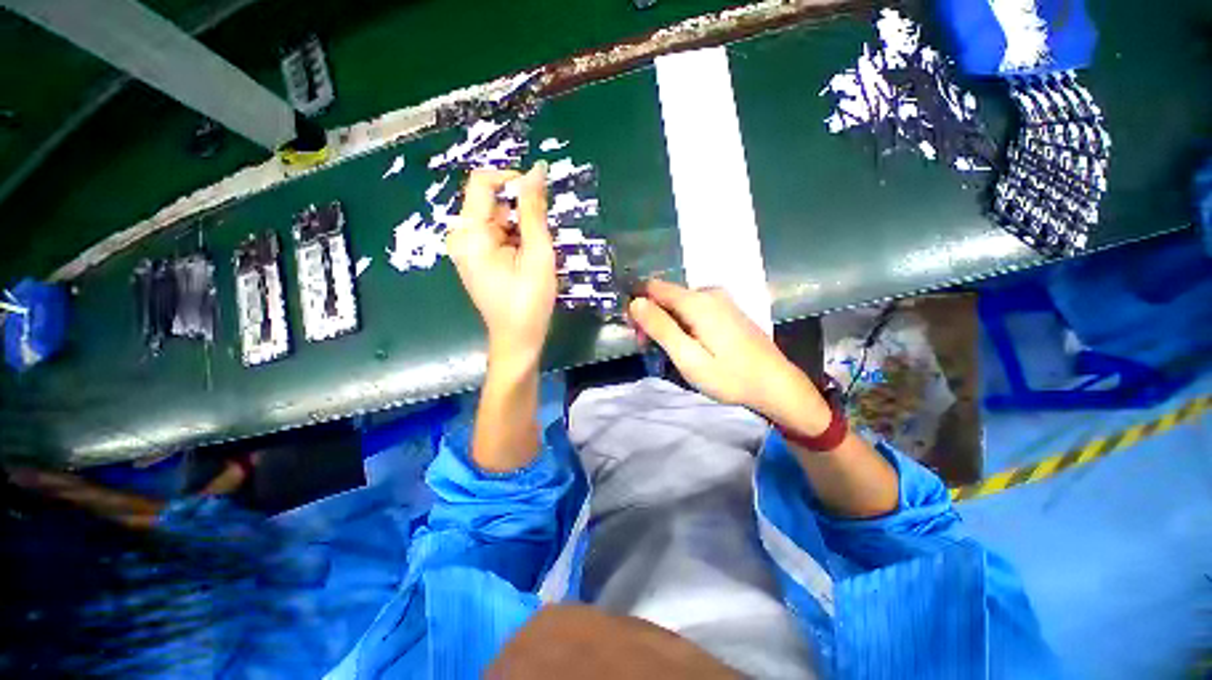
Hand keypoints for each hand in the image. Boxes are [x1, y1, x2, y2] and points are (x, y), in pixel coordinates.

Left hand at [447, 163, 554, 366]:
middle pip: (491, 202)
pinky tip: (527, 261)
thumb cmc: (529, 301)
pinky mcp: (475, 259)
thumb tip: (537, 170)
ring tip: (535, 256)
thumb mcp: (537, 253)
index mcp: (470, 234)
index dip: (512, 179)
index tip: (539, 197)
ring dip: (521, 228)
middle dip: (521, 212)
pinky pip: (495, 235)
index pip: (482, 181)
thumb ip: (534, 211)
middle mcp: (461, 236)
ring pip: (497, 219)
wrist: (517, 339)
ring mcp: (466, 249)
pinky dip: (515, 239)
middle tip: (541, 239)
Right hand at [628, 280, 831, 435]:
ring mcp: (721, 300)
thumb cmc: (729, 376)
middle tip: (652, 349)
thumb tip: (635, 302)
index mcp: (697, 301)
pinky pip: (695, 309)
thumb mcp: (688, 357)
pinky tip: (691, 345)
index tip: (637, 333)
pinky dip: (684, 323)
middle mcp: (709, 293)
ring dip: (668, 322)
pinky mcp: (728, 310)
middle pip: (666, 296)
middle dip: (653, 318)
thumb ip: (660, 328)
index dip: (639, 306)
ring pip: (679, 304)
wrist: (776, 385)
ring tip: (672, 351)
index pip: (653, 288)